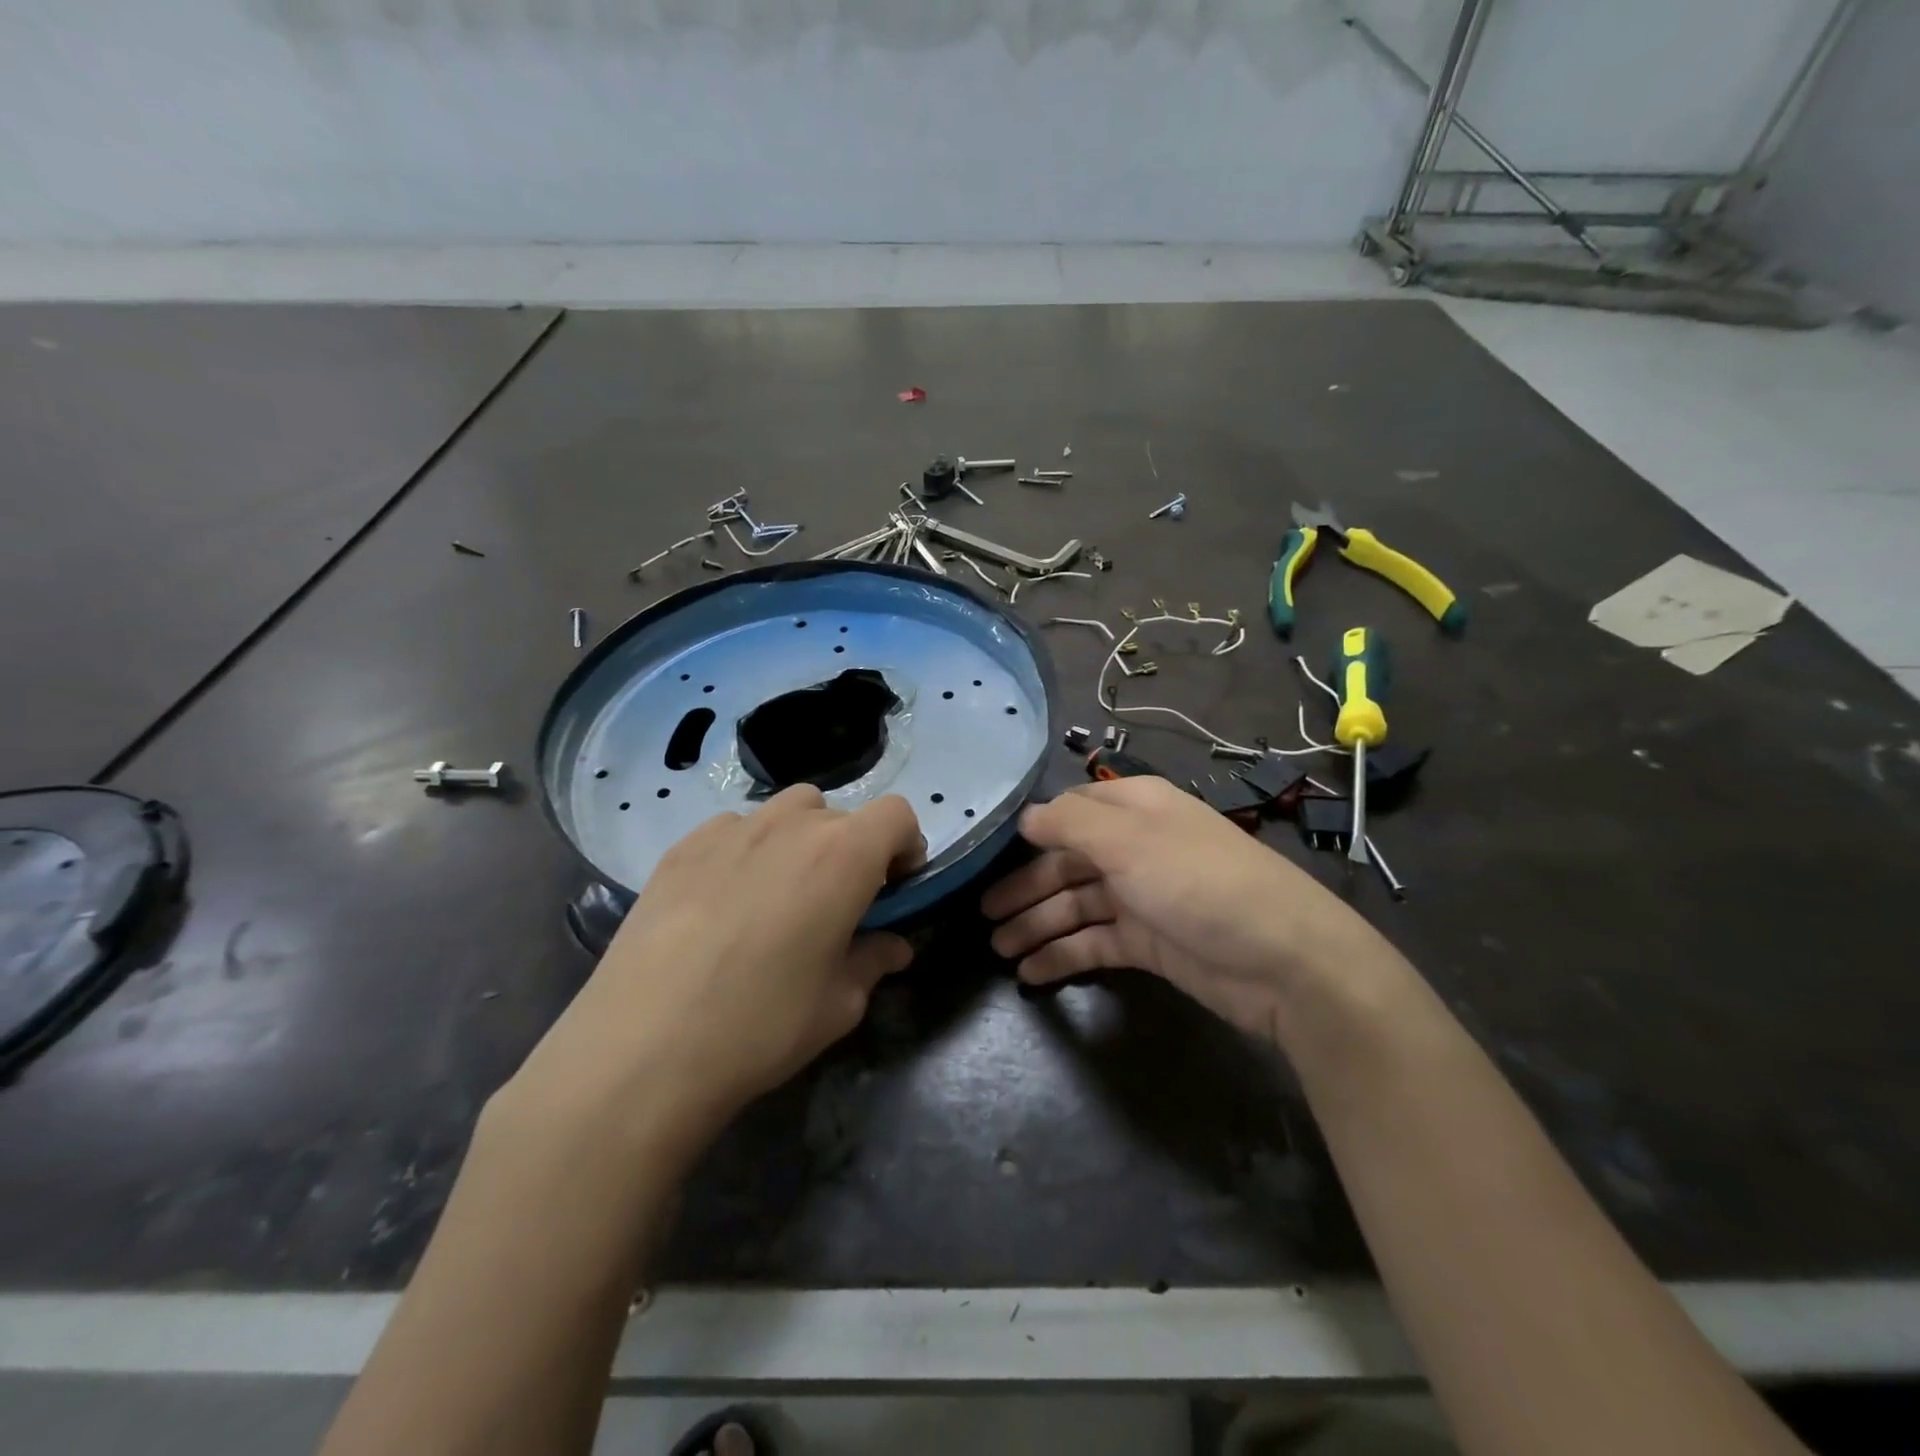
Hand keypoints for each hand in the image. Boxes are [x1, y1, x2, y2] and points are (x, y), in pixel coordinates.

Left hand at [501, 786, 923, 1155]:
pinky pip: (734, 828)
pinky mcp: (681, 847)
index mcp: (843, 855)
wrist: (642, 1049)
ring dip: (800, 840)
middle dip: (852, 849)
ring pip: (786, 811)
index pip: (896, 814)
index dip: (905, 846)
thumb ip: (873, 961)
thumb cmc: (761, 1026)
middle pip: (840, 813)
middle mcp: (790, 825)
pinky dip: (747, 849)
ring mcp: (730, 829)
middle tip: (835, 903)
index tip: (893, 889)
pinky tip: (724, 902)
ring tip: (780, 894)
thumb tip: (892, 946)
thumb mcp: (839, 1005)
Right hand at [981, 776, 1386, 1044]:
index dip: (1031, 832)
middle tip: (981, 917)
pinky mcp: (1150, 943)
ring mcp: (1143, 897)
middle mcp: (1135, 848)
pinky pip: (1094, 943)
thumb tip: (1025, 818)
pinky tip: (1031, 973)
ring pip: (1076, 906)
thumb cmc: (1197, 882)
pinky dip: (1063, 955)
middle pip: (1067, 863)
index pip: (1071, 811)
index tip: (987, 854)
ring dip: (1037, 925)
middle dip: (1024, 888)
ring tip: (998, 949)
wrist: (1283, 960)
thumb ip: (1070, 823)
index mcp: (1134, 809)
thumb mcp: (1128, 840)